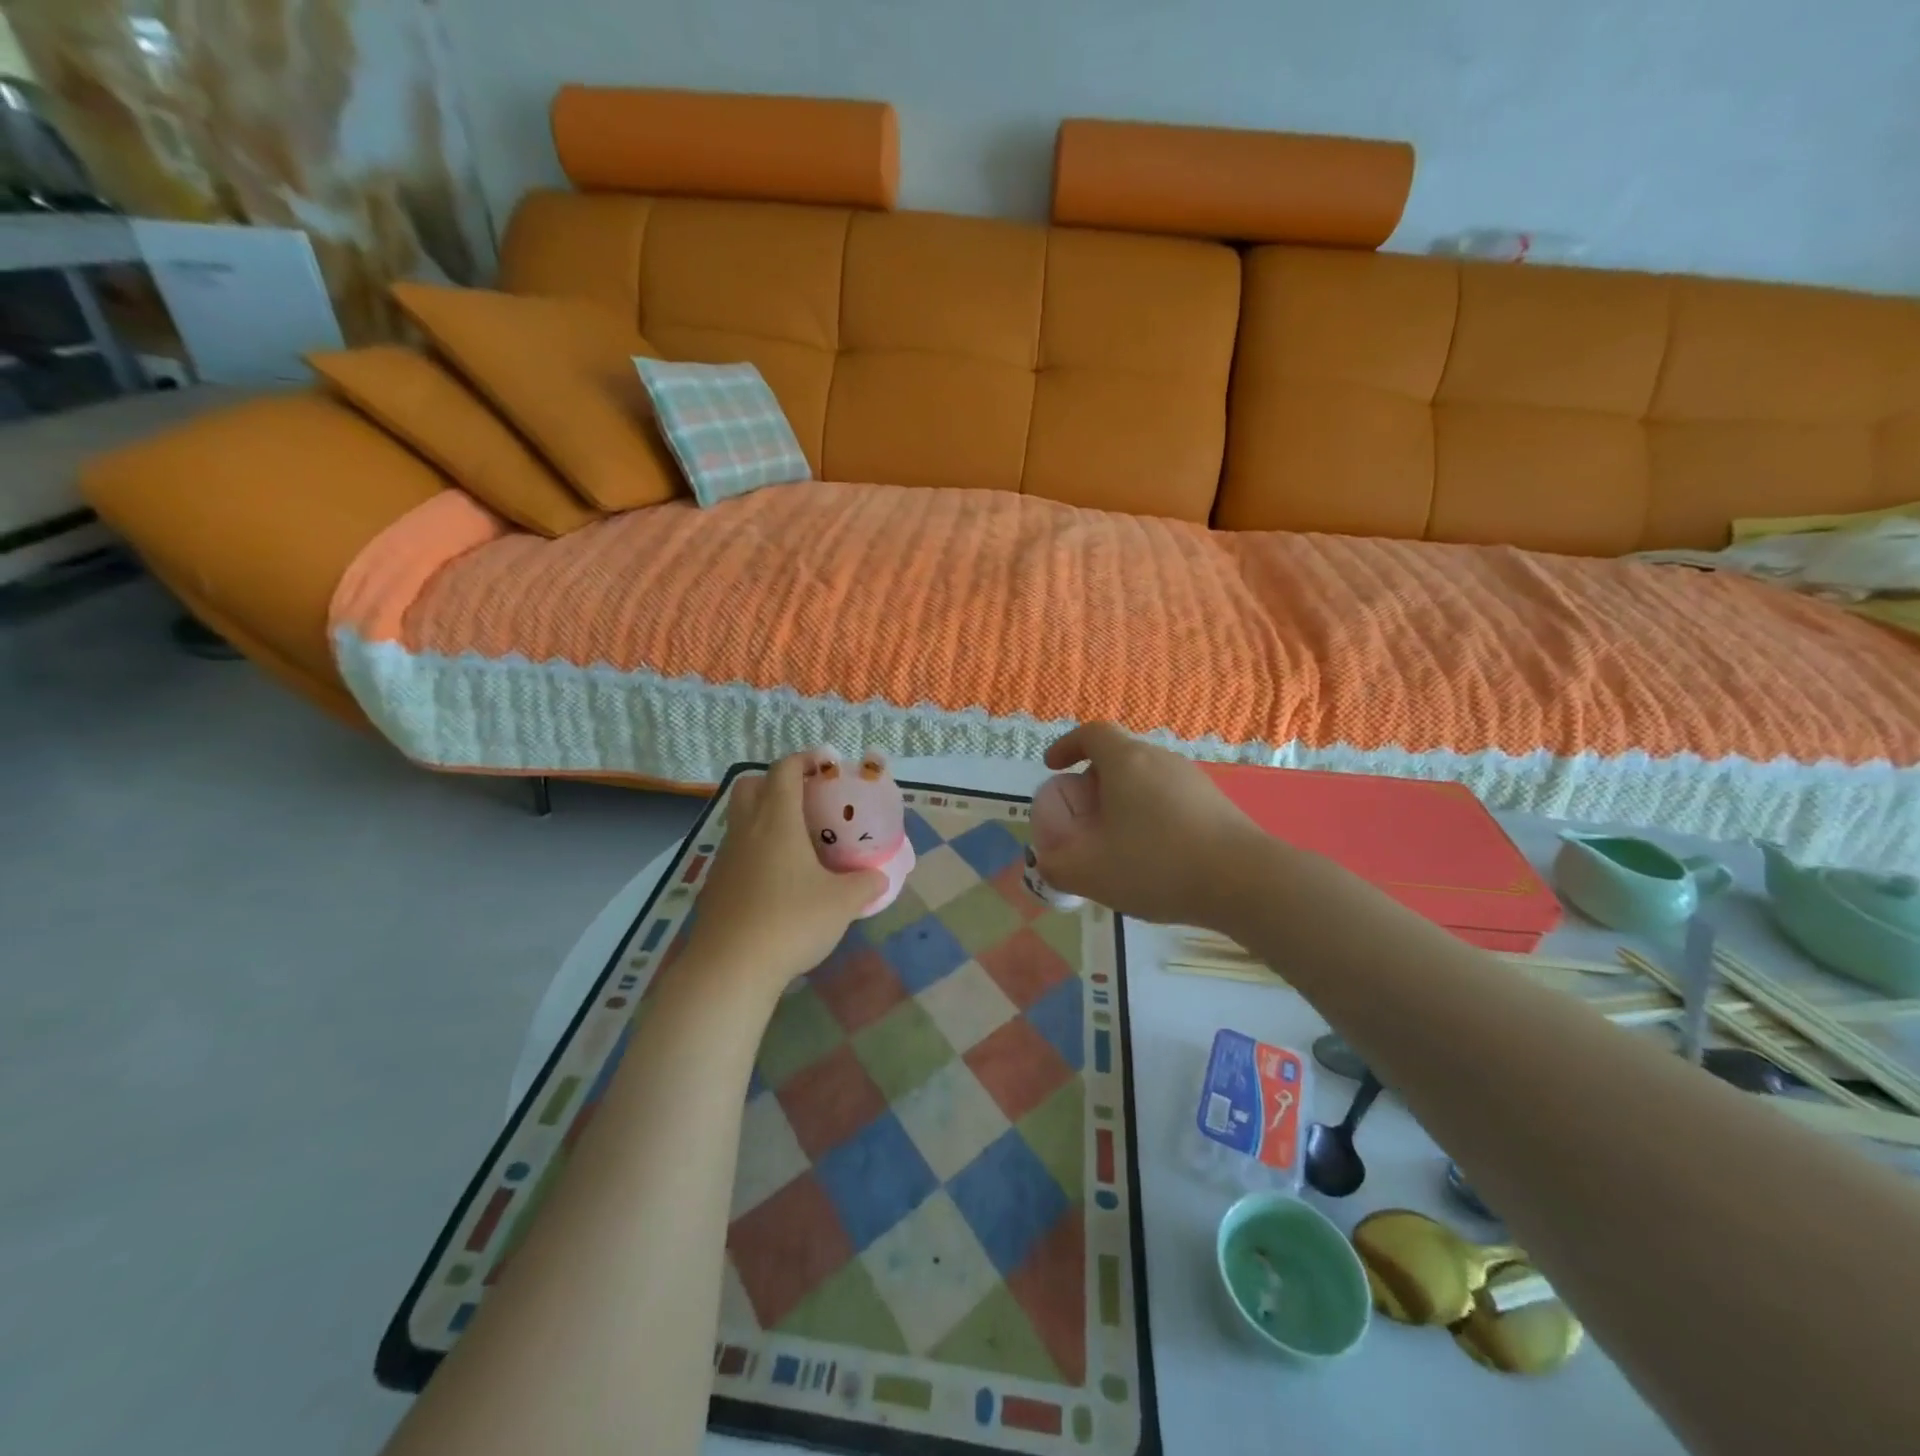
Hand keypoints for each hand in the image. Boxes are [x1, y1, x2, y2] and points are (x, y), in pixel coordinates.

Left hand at [681, 753, 884, 993]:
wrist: (730, 968)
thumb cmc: (791, 922)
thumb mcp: (842, 904)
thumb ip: (865, 884)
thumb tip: (879, 877)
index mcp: (777, 822)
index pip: (784, 771)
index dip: (804, 759)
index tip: (825, 763)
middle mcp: (746, 831)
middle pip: (749, 785)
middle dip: (774, 781)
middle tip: (805, 798)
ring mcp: (725, 859)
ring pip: (739, 819)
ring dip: (762, 816)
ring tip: (794, 840)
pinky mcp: (714, 886)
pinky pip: (735, 852)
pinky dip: (754, 850)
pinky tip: (775, 879)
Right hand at [1032, 723, 1267, 927]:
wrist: (1245, 881)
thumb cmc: (1158, 865)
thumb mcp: (1092, 873)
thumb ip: (1057, 866)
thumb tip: (1047, 863)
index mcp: (1126, 762)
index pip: (1092, 733)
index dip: (1067, 745)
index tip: (1053, 766)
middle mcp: (1160, 759)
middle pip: (1119, 756)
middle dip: (1093, 779)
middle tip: (1083, 813)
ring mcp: (1192, 779)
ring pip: (1146, 778)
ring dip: (1124, 799)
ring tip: (1116, 838)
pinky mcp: (1215, 802)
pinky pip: (1169, 797)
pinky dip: (1151, 813)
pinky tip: (1154, 853)